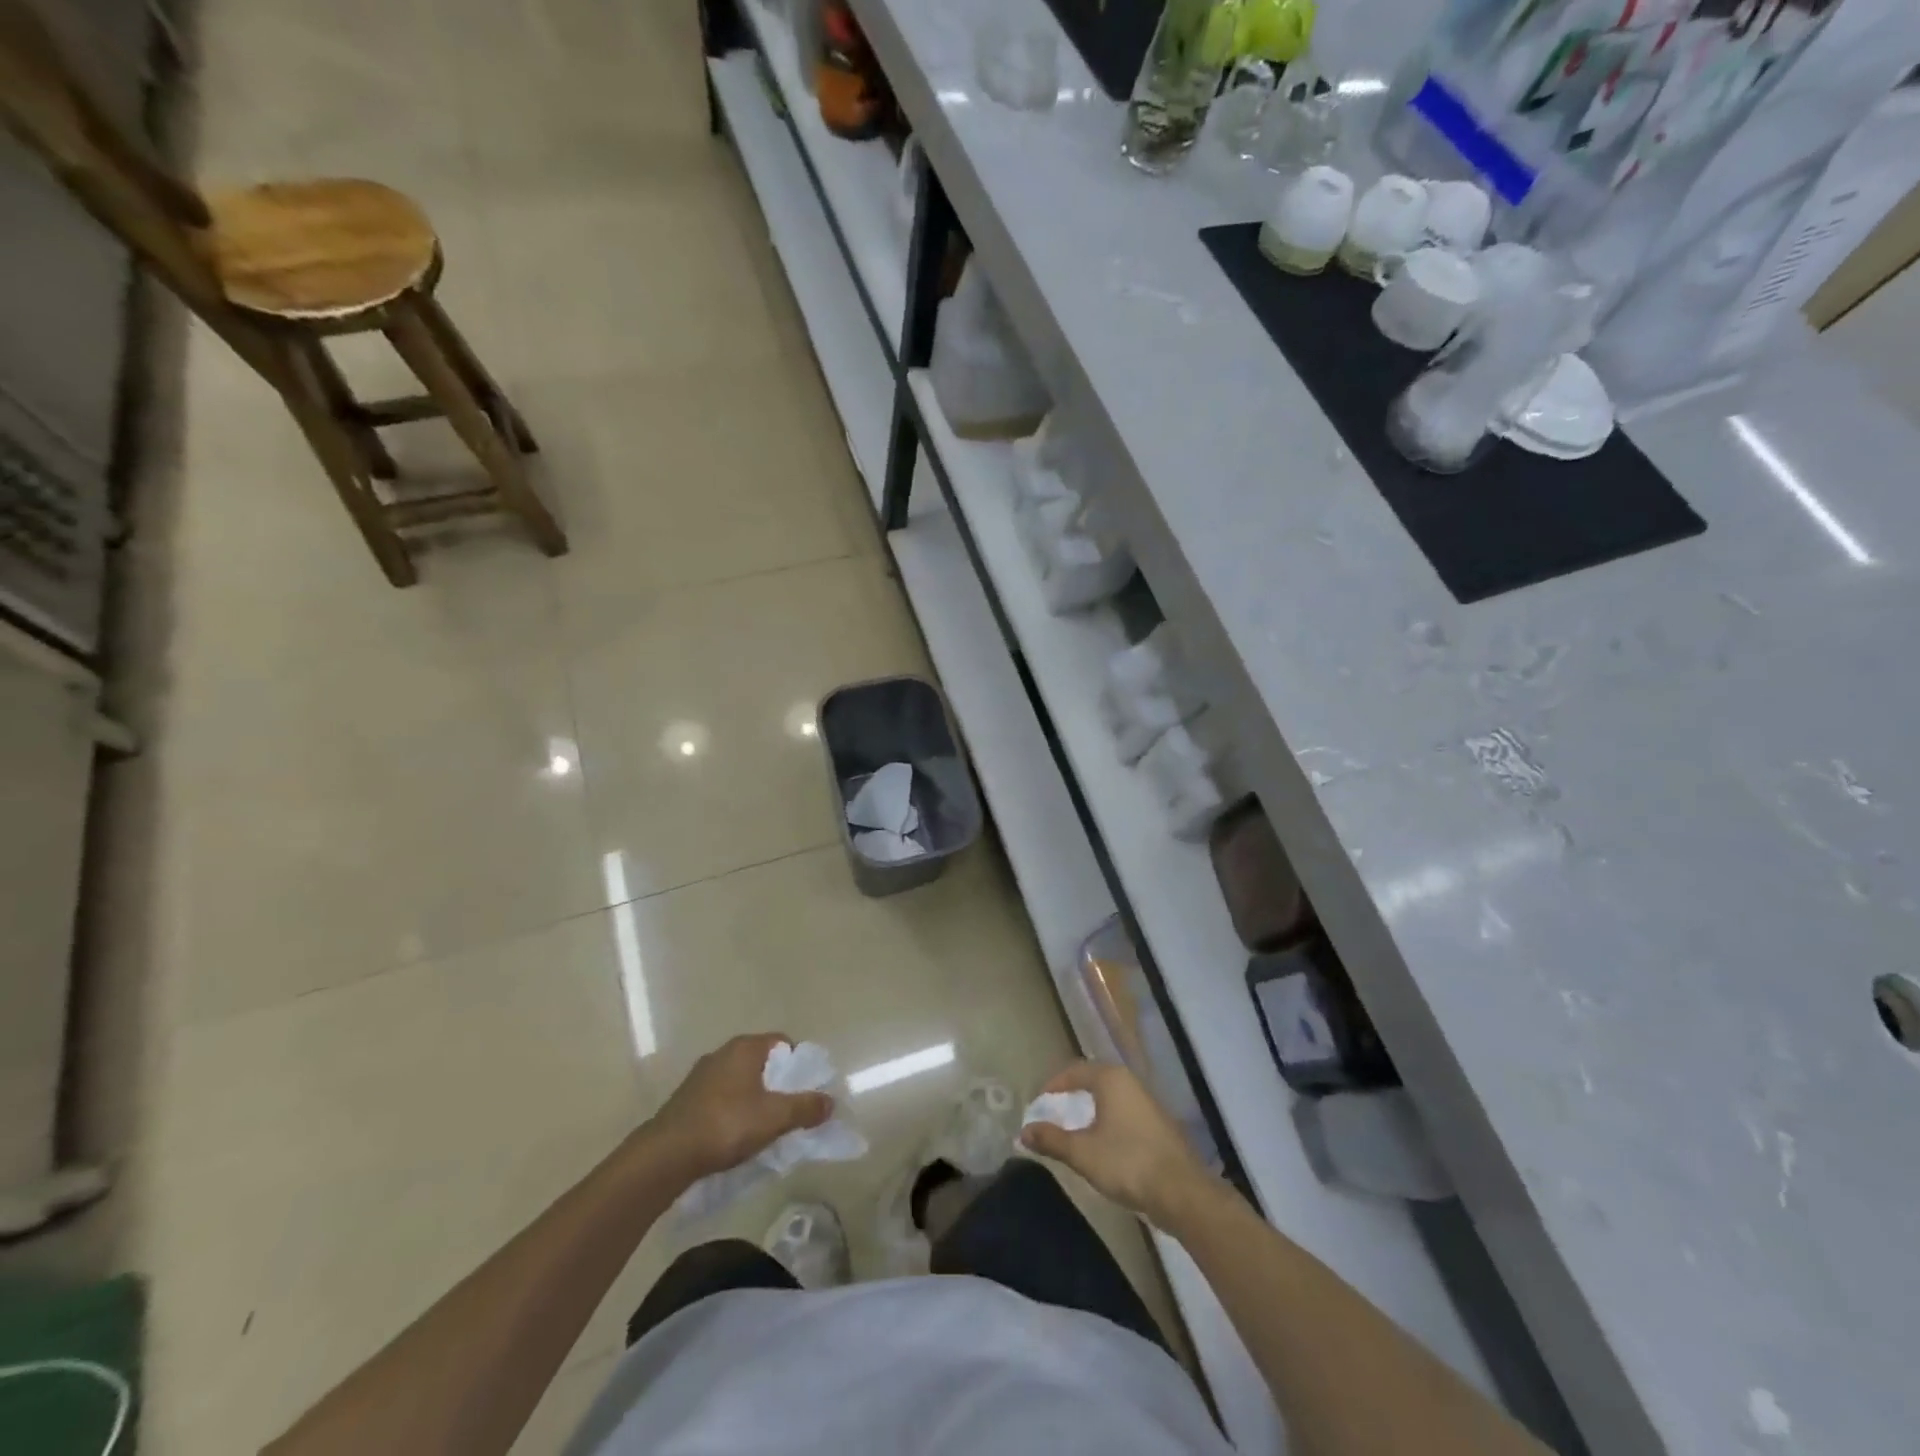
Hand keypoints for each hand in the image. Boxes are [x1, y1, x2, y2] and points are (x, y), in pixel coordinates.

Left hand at [648, 1033, 833, 1180]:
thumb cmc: (726, 1125)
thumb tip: (829, 1101)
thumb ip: (805, 1107)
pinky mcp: (687, 1098)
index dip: (799, 1064)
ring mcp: (702, 1075)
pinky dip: (734, 1110)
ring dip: (755, 1098)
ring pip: (741, 1081)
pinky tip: (735, 1135)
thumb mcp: (774, 1118)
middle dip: (778, 1084)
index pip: (783, 1043)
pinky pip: (722, 1097)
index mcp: (745, 1048)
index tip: (806, 1090)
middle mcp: (723, 1052)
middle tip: (789, 1110)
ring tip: (764, 1127)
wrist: (665, 1155)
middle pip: (762, 1062)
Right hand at [1020, 1062, 1213, 1227]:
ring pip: (1110, 1098)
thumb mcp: (1082, 1152)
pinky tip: (1102, 1145)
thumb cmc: (1127, 1162)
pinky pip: (1124, 1113)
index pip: (1074, 1071)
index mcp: (1110, 1078)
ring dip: (1089, 1111)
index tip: (1038, 1106)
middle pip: (1092, 1081)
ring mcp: (1147, 1102)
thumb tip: (1023, 1131)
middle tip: (1053, 1117)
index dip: (1052, 1086)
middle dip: (1070, 1097)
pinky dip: (1107, 1122)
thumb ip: (1052, 1139)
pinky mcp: (1158, 1124)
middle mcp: (1130, 1082)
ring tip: (1074, 1132)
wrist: (1182, 1192)